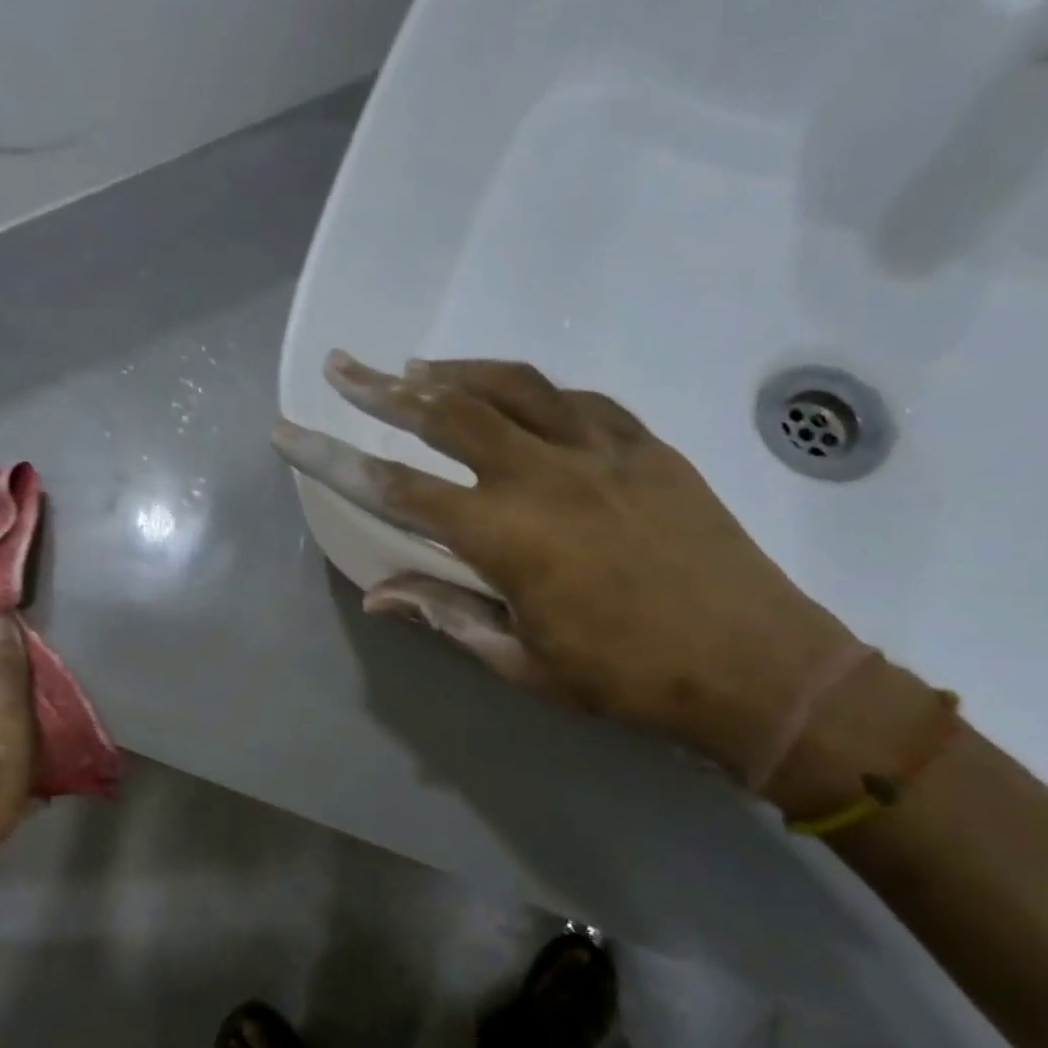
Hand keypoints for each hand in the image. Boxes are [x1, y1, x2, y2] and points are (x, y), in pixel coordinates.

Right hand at [273, 352, 864, 781]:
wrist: (759, 666)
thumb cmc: (629, 679)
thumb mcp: (523, 662)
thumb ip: (447, 614)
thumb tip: (379, 594)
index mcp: (506, 535)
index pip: (395, 488)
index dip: (332, 459)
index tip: (288, 433)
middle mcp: (544, 475)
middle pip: (446, 412)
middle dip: (381, 389)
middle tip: (342, 368)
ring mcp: (601, 450)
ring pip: (511, 387)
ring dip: (454, 373)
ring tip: (413, 371)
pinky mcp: (646, 445)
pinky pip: (576, 399)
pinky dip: (530, 391)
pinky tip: (512, 396)